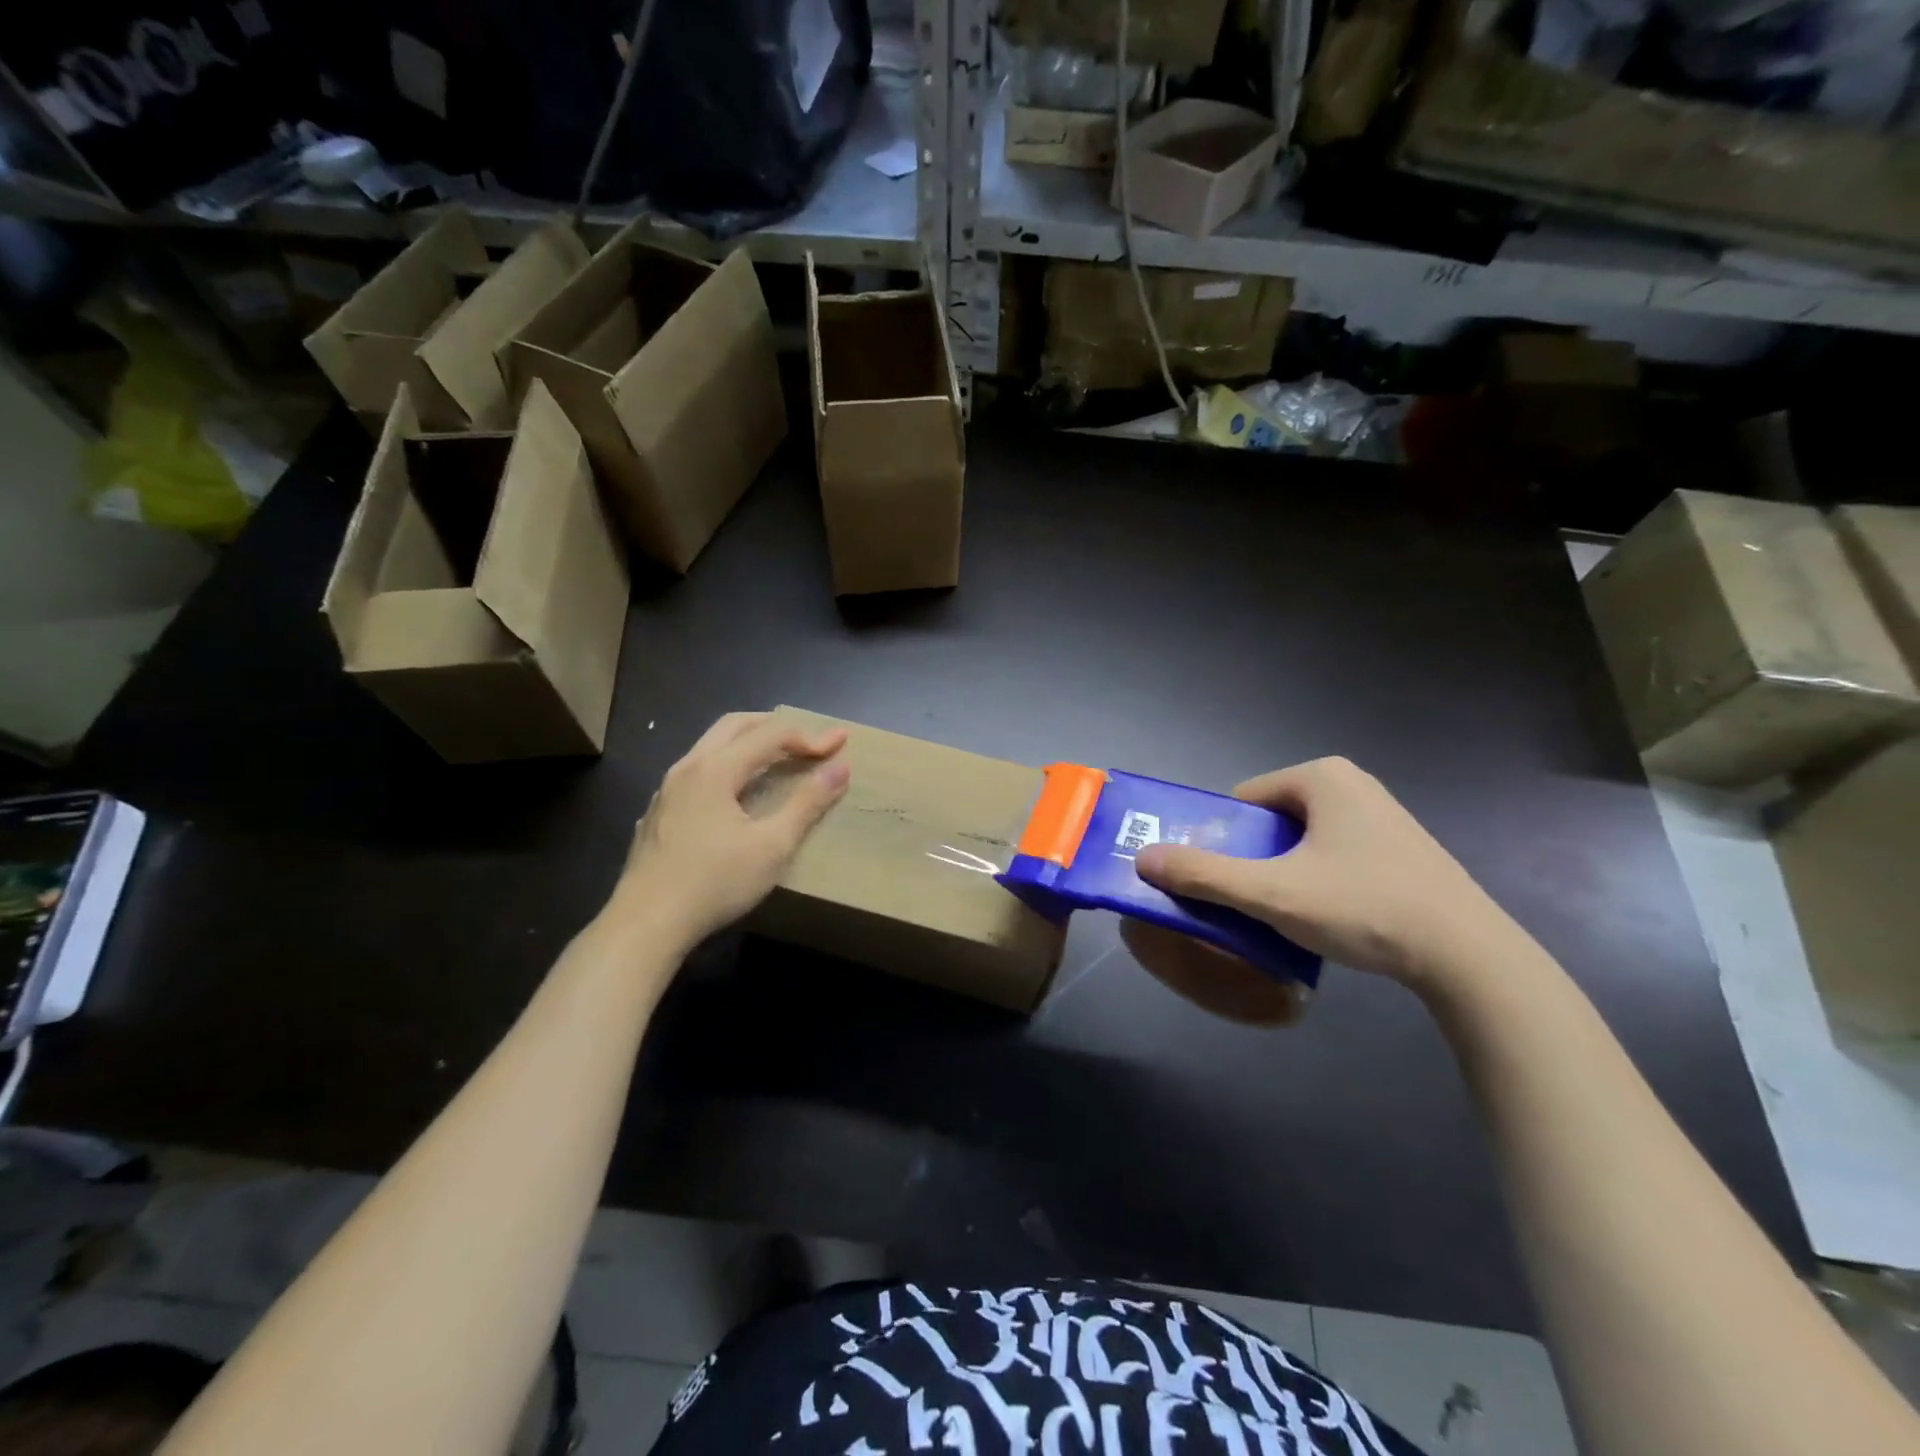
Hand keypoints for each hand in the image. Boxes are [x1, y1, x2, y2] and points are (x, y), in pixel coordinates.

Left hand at [609, 713, 849, 946]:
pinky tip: (737, 795)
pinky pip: (698, 771)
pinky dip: (728, 766)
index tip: (841, 743)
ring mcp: (667, 790)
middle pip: (735, 725)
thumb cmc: (715, 882)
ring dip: (749, 743)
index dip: (810, 736)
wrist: (646, 924)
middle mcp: (687, 768)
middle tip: (808, 739)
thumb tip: (840, 768)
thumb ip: (807, 803)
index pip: (770, 735)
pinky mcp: (659, 813)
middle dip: (775, 726)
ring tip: (777, 760)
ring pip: (712, 746)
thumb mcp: (773, 846)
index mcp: (715, 769)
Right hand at [1133, 757, 1518, 998]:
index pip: (1243, 801)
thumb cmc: (1364, 908)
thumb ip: (1203, 875)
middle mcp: (1352, 784)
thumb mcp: (1272, 893)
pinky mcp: (1400, 849)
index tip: (1221, 882)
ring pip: (1302, 841)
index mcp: (1321, 777)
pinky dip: (1317, 880)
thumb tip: (1141, 858)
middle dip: (1253, 858)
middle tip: (1249, 901)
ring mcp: (1381, 816)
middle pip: (1270, 821)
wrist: (1469, 957)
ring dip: (1283, 872)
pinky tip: (1329, 917)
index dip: (1223, 840)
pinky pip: (1334, 855)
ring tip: (1286, 914)